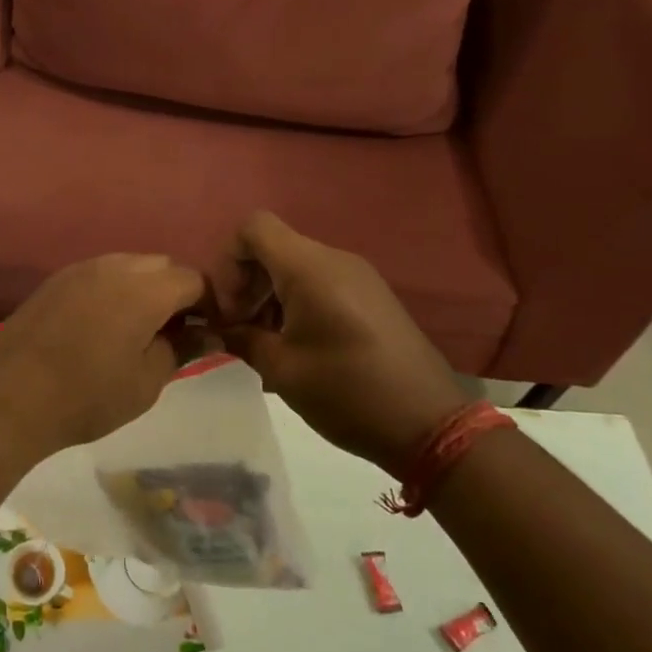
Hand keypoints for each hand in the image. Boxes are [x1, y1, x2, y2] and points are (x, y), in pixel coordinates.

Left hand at [0, 253, 205, 466]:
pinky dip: (115, 290)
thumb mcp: (147, 381)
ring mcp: (81, 268)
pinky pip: (100, 273)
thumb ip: (183, 349)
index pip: (194, 279)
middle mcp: (115, 266)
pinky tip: (104, 324)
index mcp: (145, 289)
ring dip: (145, 288)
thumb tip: (209, 334)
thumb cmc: (88, 396)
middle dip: (177, 292)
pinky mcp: (57, 279)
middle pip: (163, 266)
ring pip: (130, 266)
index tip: (209, 332)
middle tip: (176, 332)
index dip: (209, 303)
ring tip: (140, 329)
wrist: (11, 397)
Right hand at [212, 211, 469, 474]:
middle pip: (273, 246)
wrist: (432, 425)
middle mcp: (334, 259)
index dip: (228, 260)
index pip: (253, 227)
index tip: (230, 307)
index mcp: (309, 268)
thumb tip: (220, 328)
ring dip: (270, 295)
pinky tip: (297, 344)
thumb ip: (241, 338)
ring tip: (267, 342)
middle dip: (246, 282)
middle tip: (240, 329)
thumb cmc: (348, 393)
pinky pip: (320, 281)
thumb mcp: (282, 370)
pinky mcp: (371, 295)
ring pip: (295, 265)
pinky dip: (296, 301)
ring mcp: (357, 276)